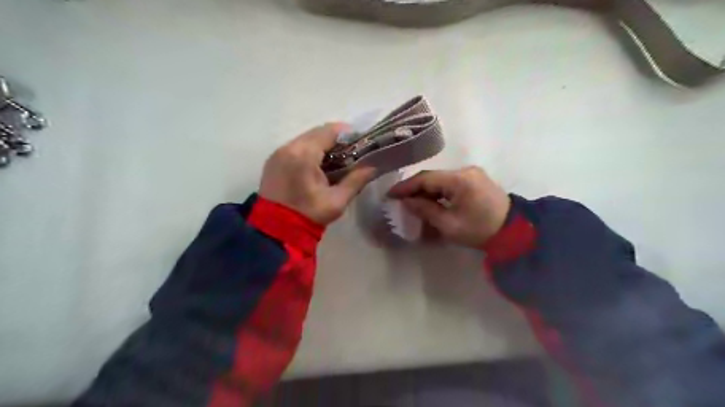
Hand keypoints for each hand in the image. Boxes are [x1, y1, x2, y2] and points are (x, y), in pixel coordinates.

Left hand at [259, 123, 372, 225]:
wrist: (276, 231)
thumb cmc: (309, 215)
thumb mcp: (337, 200)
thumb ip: (356, 180)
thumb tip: (374, 166)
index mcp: (304, 154)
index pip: (330, 131)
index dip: (348, 134)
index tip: (361, 144)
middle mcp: (288, 147)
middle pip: (317, 133)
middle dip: (336, 141)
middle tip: (350, 155)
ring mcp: (278, 153)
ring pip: (305, 139)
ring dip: (322, 146)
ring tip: (335, 161)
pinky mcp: (273, 161)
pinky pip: (295, 148)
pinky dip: (309, 151)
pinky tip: (317, 166)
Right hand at [392, 166, 508, 247]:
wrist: (515, 232)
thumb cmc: (480, 231)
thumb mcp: (449, 225)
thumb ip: (425, 210)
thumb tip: (406, 201)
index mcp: (460, 180)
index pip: (425, 178)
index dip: (406, 186)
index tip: (390, 194)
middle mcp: (465, 170)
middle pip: (433, 177)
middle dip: (415, 189)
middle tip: (400, 201)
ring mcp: (472, 173)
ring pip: (441, 179)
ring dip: (427, 191)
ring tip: (414, 203)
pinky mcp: (475, 179)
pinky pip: (451, 182)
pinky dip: (439, 191)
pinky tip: (432, 202)